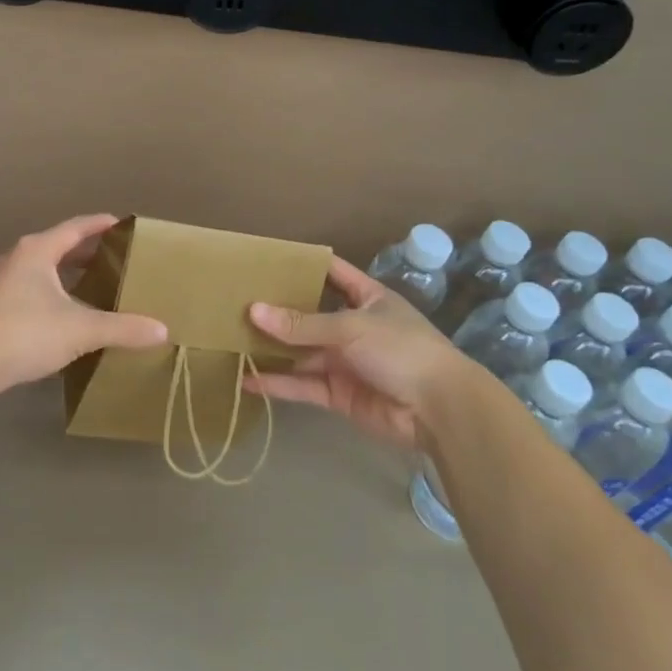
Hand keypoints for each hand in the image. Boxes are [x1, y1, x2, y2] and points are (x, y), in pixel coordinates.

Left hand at [0, 214, 167, 394]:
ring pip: (37, 268)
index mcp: (37, 250)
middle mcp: (15, 257)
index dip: (99, 225)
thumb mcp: (81, 329)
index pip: (75, 228)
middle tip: (110, 258)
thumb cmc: (27, 332)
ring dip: (62, 272)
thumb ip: (122, 328)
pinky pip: (25, 287)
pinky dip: (46, 291)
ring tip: (87, 284)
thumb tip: (162, 331)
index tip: (120, 223)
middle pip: (55, 246)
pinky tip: (57, 312)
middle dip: (83, 251)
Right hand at [243, 255, 475, 450]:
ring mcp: (345, 361)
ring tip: (232, 339)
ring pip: (301, 351)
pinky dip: (278, 383)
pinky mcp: (339, 394)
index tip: (266, 258)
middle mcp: (353, 326)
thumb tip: (253, 310)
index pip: (332, 273)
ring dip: (272, 348)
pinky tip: (247, 380)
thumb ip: (301, 324)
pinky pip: (303, 385)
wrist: (440, 411)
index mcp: (367, 298)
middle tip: (236, 300)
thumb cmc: (400, 350)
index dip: (304, 265)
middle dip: (278, 310)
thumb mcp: (350, 327)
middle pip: (309, 315)